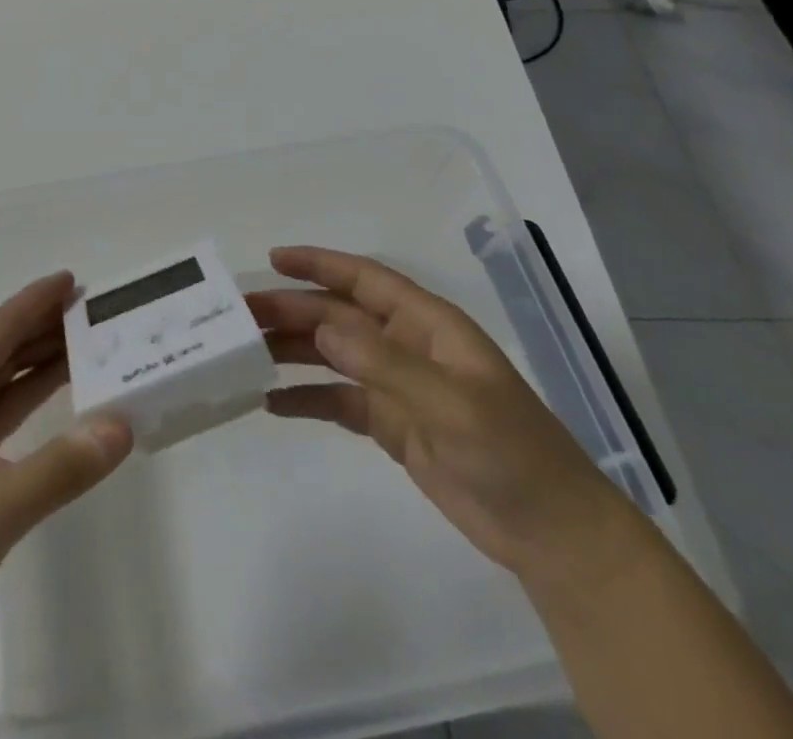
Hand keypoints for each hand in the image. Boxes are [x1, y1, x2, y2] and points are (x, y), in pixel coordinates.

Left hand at [0, 272, 133, 643]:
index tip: (72, 279)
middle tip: (89, 309)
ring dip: (35, 358)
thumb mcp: (1, 504)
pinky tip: (54, 390)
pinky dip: (25, 393)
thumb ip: (64, 465)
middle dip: (41, 324)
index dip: (35, 301)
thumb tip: (122, 425)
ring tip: (82, 340)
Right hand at [247, 245, 638, 580]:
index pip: (364, 279)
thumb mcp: (451, 404)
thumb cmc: (511, 453)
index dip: (319, 264)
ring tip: (245, 354)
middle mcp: (407, 345)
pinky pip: (338, 401)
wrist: (552, 534)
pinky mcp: (392, 424)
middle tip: (240, 315)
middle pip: (338, 317)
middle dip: (292, 311)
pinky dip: (307, 398)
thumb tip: (321, 328)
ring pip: (332, 356)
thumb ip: (384, 364)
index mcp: (427, 324)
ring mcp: (398, 385)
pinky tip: (271, 403)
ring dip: (292, 351)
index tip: (273, 259)